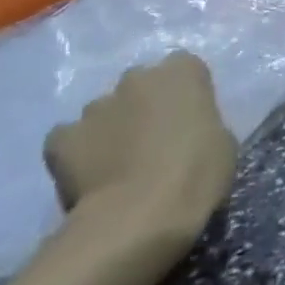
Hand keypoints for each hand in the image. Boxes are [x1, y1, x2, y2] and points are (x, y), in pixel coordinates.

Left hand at [44, 51, 237, 258]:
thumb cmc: (197, 172)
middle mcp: (137, 77)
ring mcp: (95, 107)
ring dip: (112, 127)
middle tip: (154, 140)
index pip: (185, 68)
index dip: (185, 94)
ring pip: (104, 111)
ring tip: (118, 162)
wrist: (139, 216)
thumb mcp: (222, 141)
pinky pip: (69, 138)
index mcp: (183, 71)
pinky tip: (88, 173)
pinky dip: (77, 151)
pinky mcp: (61, 139)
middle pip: (141, 84)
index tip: (189, 119)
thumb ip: (200, 123)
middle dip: (145, 105)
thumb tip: (185, 131)